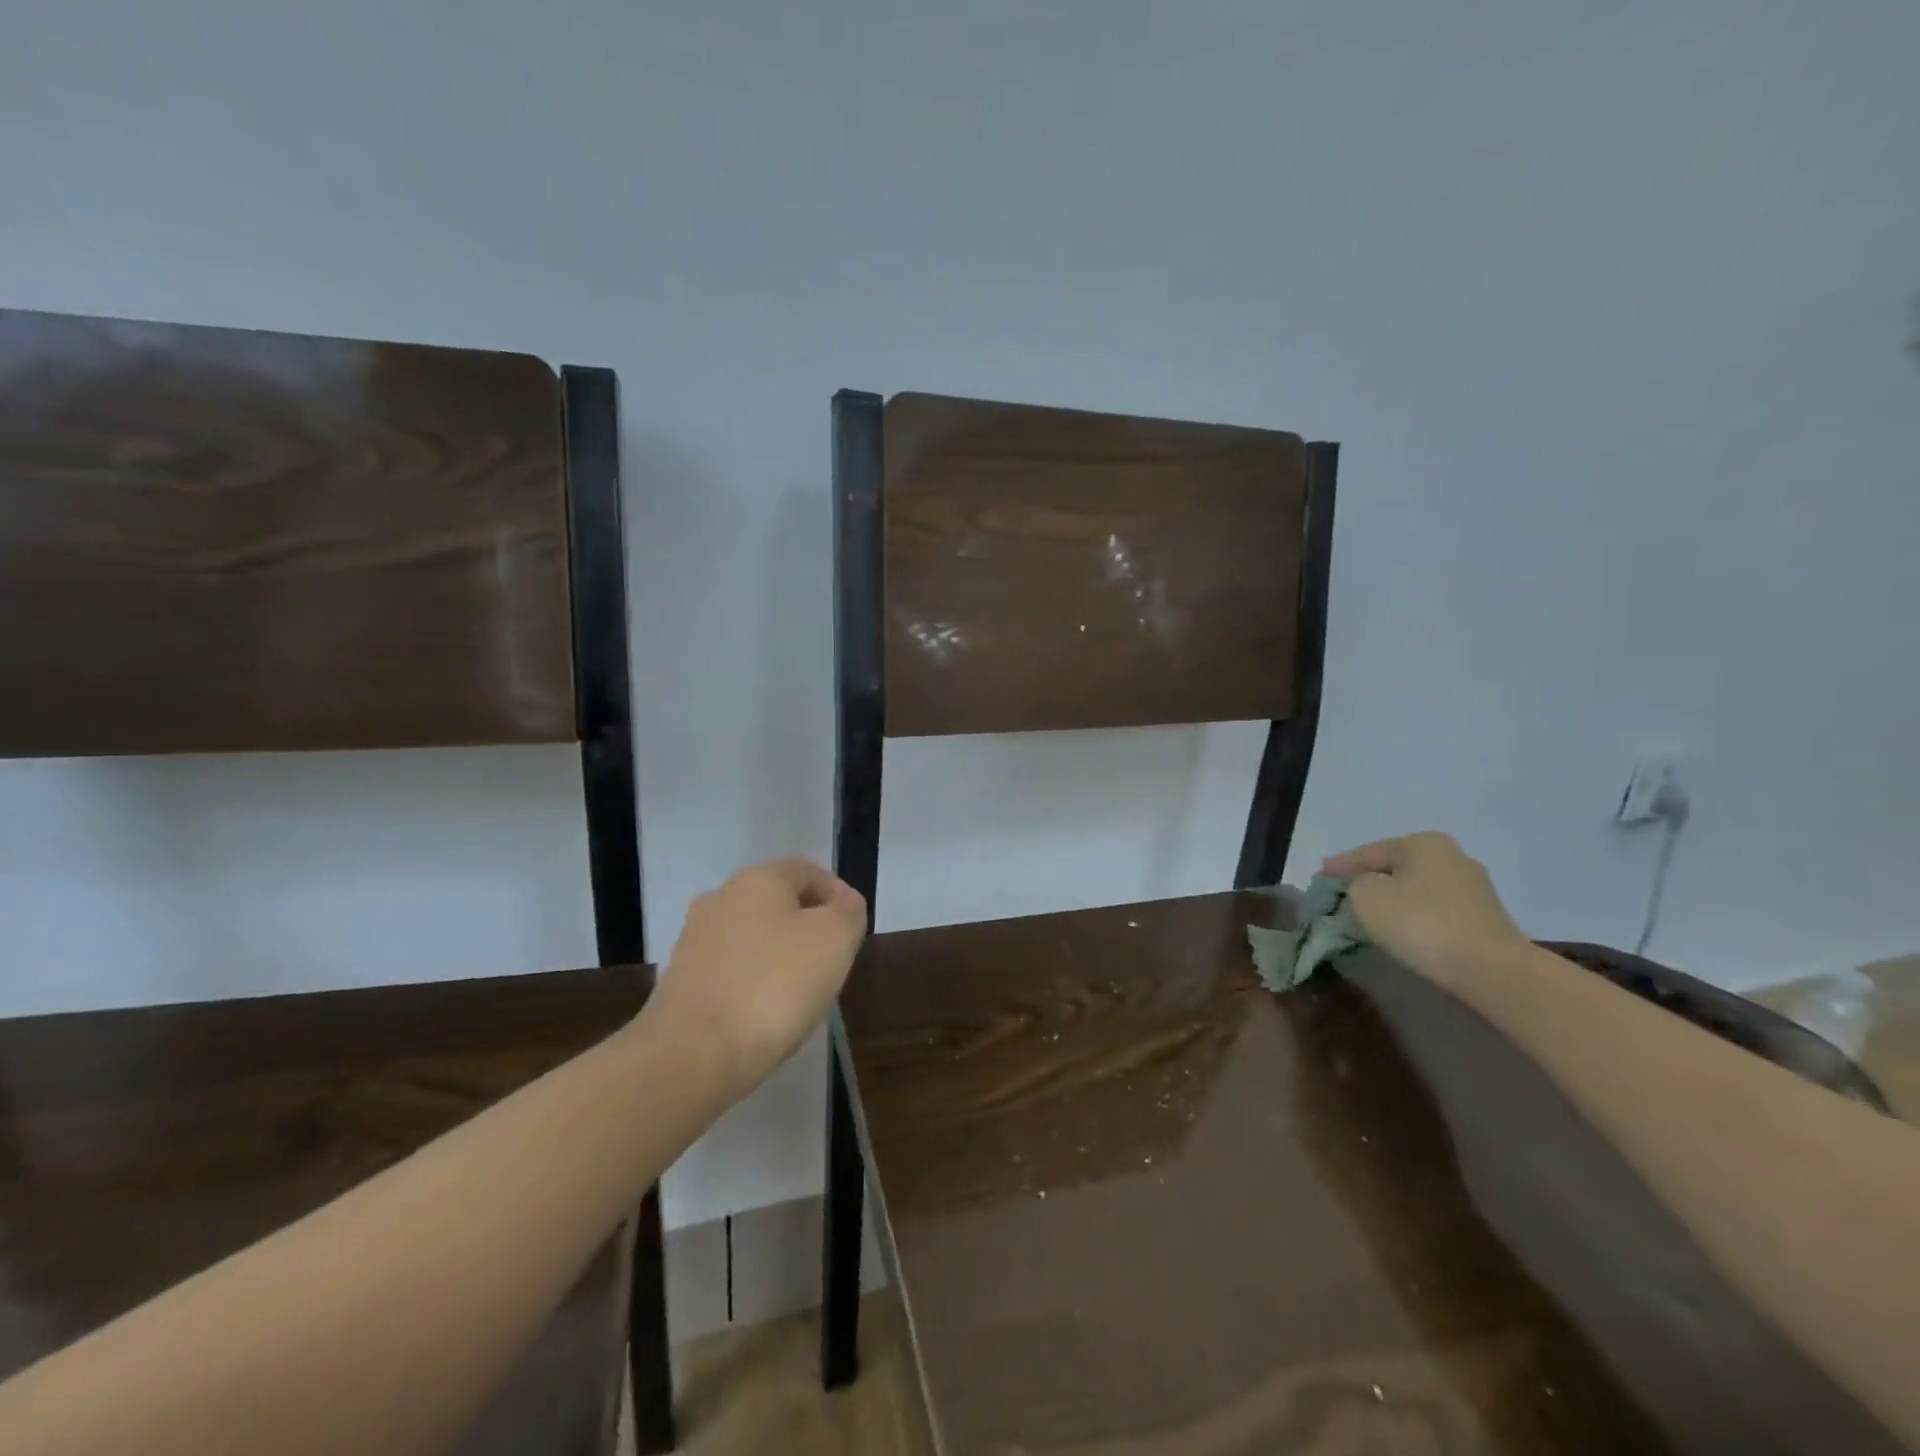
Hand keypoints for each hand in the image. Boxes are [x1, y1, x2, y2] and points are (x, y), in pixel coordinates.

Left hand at [642, 857, 866, 1097]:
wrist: (691, 1056)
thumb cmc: (773, 986)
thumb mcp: (834, 940)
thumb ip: (848, 912)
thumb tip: (844, 904)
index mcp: (757, 880)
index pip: (808, 871)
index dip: (838, 895)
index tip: (854, 931)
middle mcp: (720, 899)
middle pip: (778, 903)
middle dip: (809, 927)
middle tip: (833, 961)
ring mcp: (694, 941)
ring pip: (753, 937)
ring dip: (780, 956)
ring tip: (801, 993)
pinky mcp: (680, 982)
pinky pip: (731, 971)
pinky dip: (753, 983)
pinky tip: (764, 1013)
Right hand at [1321, 832, 1527, 987]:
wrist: (1491, 970)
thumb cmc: (1420, 923)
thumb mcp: (1366, 896)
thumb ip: (1354, 884)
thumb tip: (1364, 887)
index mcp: (1423, 843)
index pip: (1368, 852)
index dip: (1340, 866)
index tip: (1319, 876)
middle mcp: (1452, 856)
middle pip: (1395, 867)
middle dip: (1369, 880)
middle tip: (1342, 893)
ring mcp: (1474, 887)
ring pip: (1416, 888)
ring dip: (1393, 899)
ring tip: (1370, 913)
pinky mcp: (1484, 918)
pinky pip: (1435, 910)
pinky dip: (1415, 916)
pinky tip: (1403, 928)